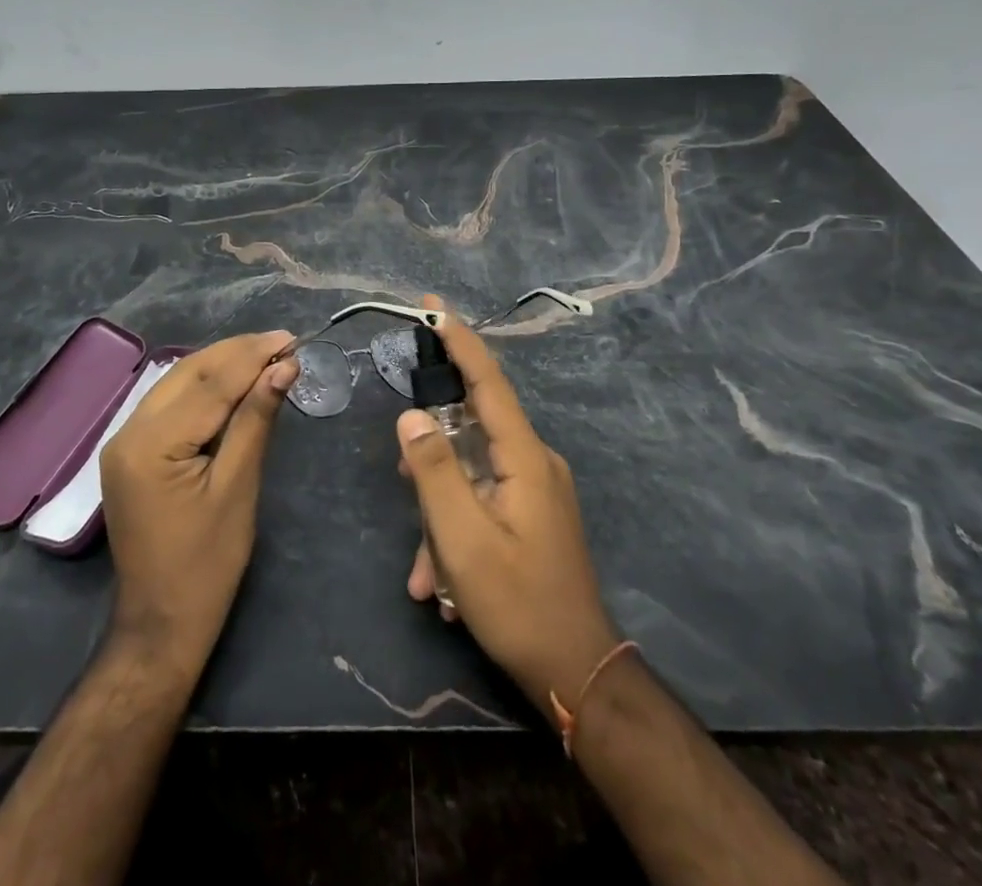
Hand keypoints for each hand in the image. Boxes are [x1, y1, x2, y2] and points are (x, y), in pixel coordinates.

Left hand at [99, 331, 298, 678]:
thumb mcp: (238, 488)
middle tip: (282, 342)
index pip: (209, 384)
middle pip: (188, 373)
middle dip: (236, 353)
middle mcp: (127, 432)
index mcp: (150, 445)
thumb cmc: (207, 564)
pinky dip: (204, 388)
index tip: (290, 339)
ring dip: (220, 365)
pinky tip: (233, 382)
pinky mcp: (130, 452)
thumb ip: (256, 420)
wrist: (161, 623)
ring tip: (265, 354)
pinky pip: (169, 404)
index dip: (252, 357)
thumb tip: (283, 368)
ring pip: (176, 383)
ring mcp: (124, 441)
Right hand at [398, 294, 620, 713]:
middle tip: (404, 482)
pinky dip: (457, 532)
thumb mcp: (463, 538)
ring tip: (426, 572)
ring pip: (472, 476)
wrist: (577, 674)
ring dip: (441, 515)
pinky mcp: (533, 515)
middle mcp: (536, 462)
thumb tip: (410, 414)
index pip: (488, 381)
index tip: (432, 306)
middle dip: (432, 458)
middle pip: (473, 430)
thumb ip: (433, 469)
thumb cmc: (517, 602)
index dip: (459, 340)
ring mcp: (537, 490)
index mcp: (525, 456)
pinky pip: (483, 502)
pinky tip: (441, 586)